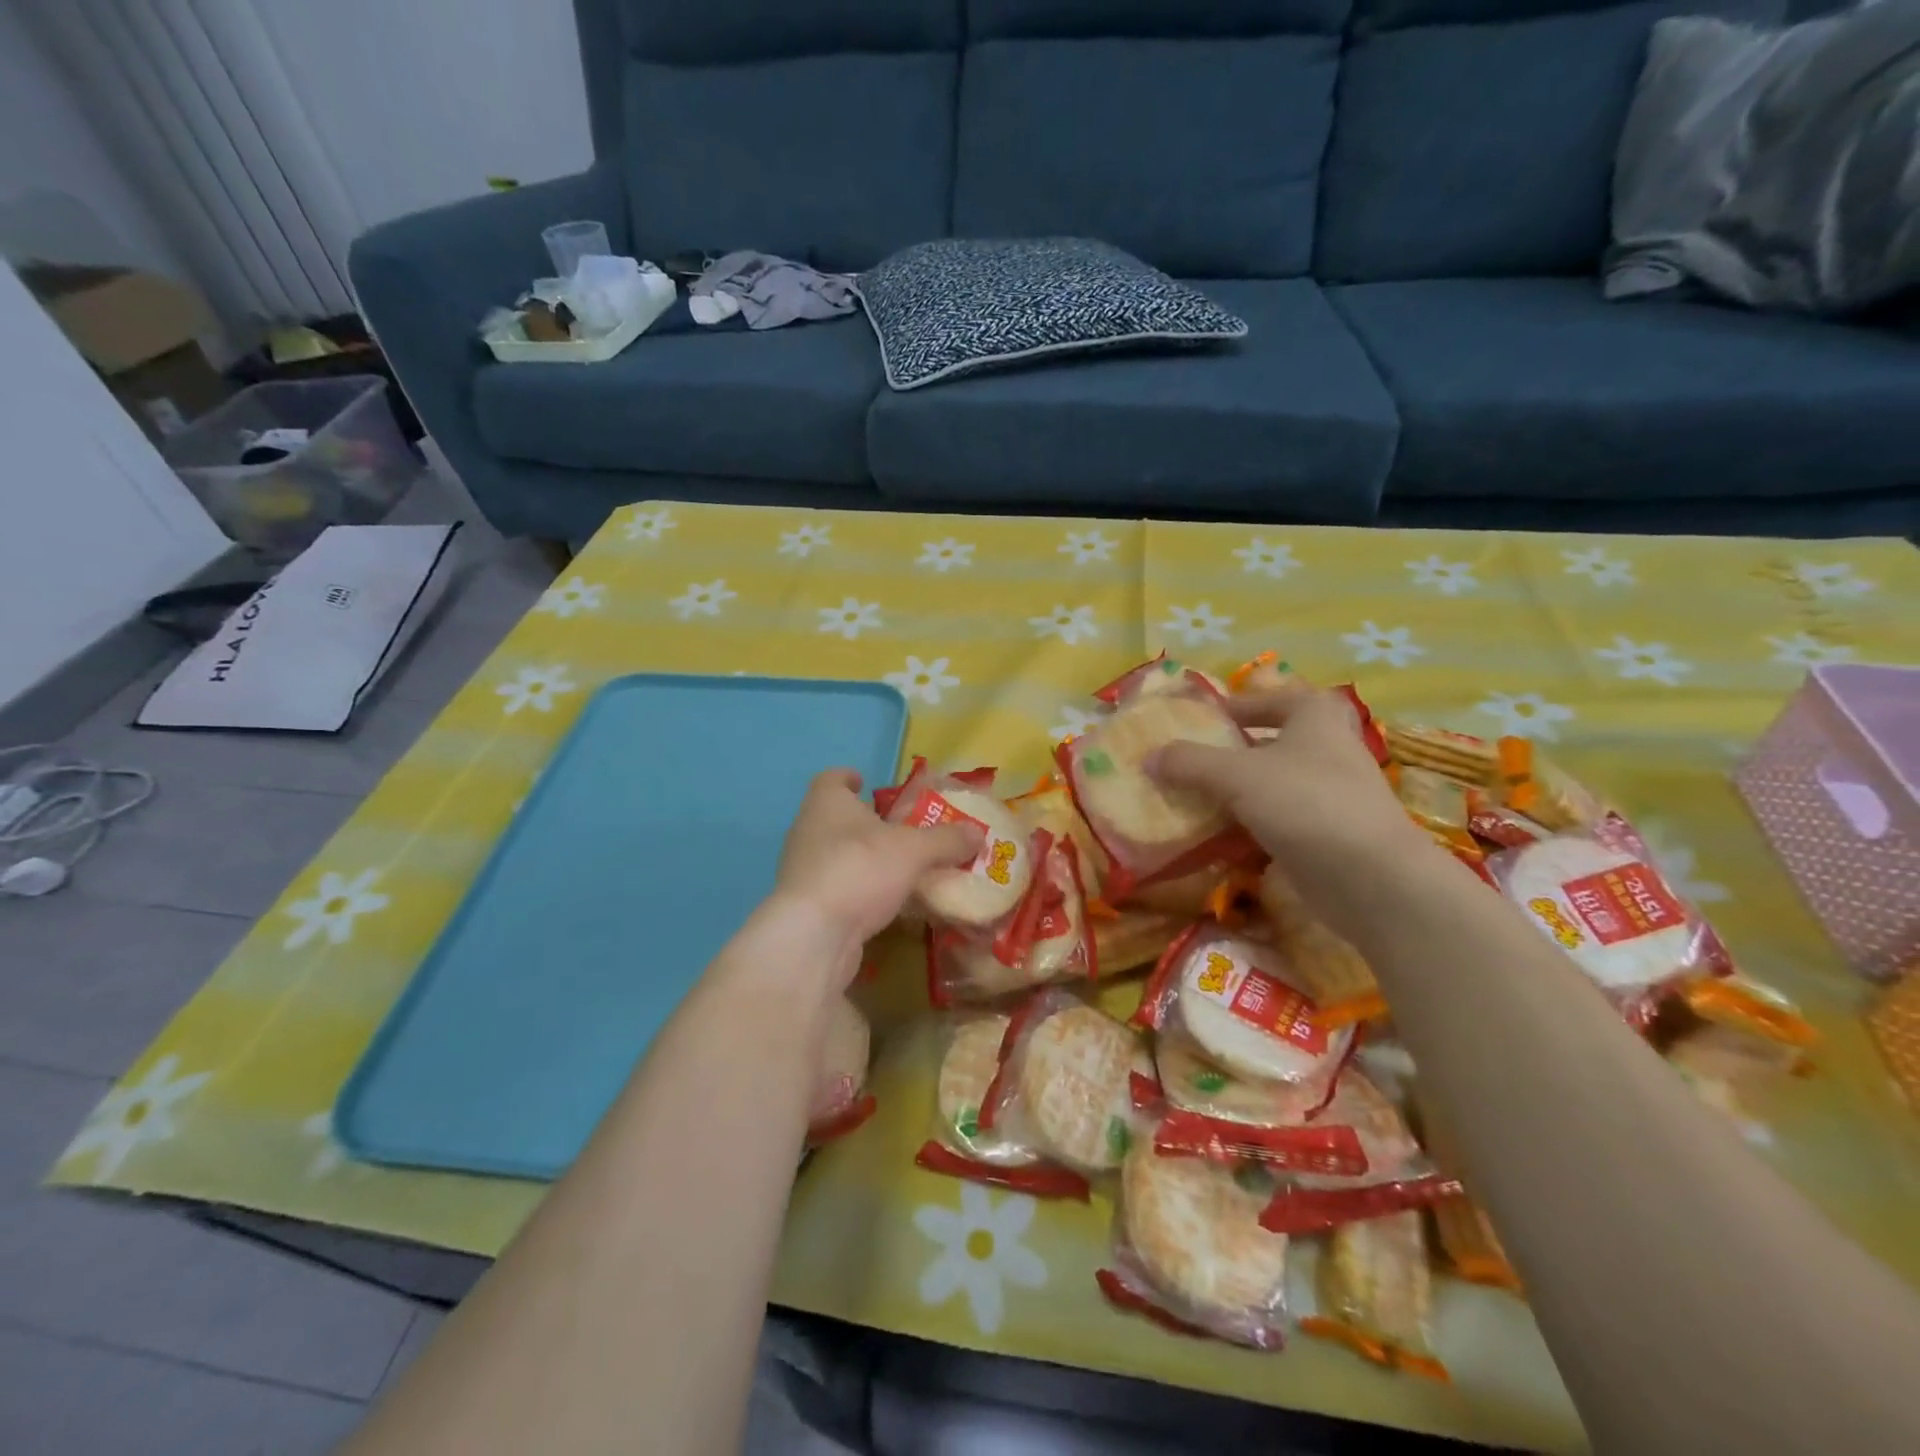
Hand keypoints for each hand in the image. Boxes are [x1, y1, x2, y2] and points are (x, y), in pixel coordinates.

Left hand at [772, 769, 981, 951]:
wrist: (814, 935)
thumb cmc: (859, 869)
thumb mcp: (913, 850)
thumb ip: (946, 840)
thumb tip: (978, 832)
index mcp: (827, 803)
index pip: (831, 779)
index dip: (849, 778)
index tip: (865, 781)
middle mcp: (808, 831)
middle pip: (836, 818)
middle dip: (865, 822)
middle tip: (899, 828)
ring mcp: (803, 871)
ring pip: (838, 855)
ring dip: (865, 859)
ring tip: (900, 867)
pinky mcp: (807, 907)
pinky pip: (839, 889)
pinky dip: (861, 891)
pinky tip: (888, 903)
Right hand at [1149, 683, 1427, 875]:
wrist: (1370, 877)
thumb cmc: (1305, 803)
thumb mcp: (1236, 775)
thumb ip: (1189, 762)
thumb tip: (1149, 757)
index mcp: (1315, 717)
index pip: (1274, 698)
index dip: (1239, 705)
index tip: (1204, 719)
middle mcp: (1330, 748)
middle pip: (1277, 741)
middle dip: (1239, 749)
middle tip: (1200, 758)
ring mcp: (1333, 794)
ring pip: (1278, 783)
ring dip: (1242, 790)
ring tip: (1198, 798)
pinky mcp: (1329, 834)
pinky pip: (1282, 820)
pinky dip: (1253, 824)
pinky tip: (1222, 837)